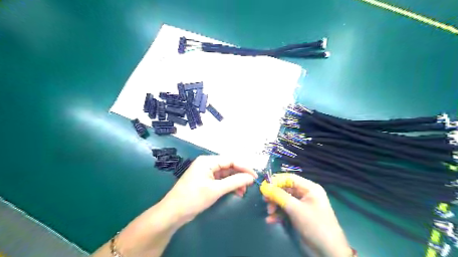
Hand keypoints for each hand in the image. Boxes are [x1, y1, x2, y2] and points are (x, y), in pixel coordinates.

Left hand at [161, 155, 257, 224]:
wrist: (173, 213)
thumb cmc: (193, 199)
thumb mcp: (215, 190)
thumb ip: (234, 182)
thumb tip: (251, 177)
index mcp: (207, 161)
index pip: (230, 160)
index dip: (244, 167)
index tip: (255, 176)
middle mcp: (207, 164)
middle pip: (229, 166)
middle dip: (240, 175)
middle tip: (250, 185)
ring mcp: (206, 173)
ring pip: (226, 174)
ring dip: (235, 182)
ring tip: (243, 191)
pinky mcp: (206, 182)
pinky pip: (221, 181)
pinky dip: (229, 186)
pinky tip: (236, 192)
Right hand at [261, 172, 350, 256]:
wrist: (328, 251)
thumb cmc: (314, 225)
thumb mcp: (295, 209)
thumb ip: (279, 196)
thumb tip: (264, 186)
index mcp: (309, 188)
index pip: (290, 178)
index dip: (276, 180)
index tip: (264, 186)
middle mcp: (306, 194)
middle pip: (286, 189)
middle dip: (275, 195)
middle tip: (265, 200)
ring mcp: (302, 205)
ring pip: (284, 200)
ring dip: (275, 205)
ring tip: (269, 212)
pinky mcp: (299, 215)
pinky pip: (286, 210)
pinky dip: (278, 214)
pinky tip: (271, 220)